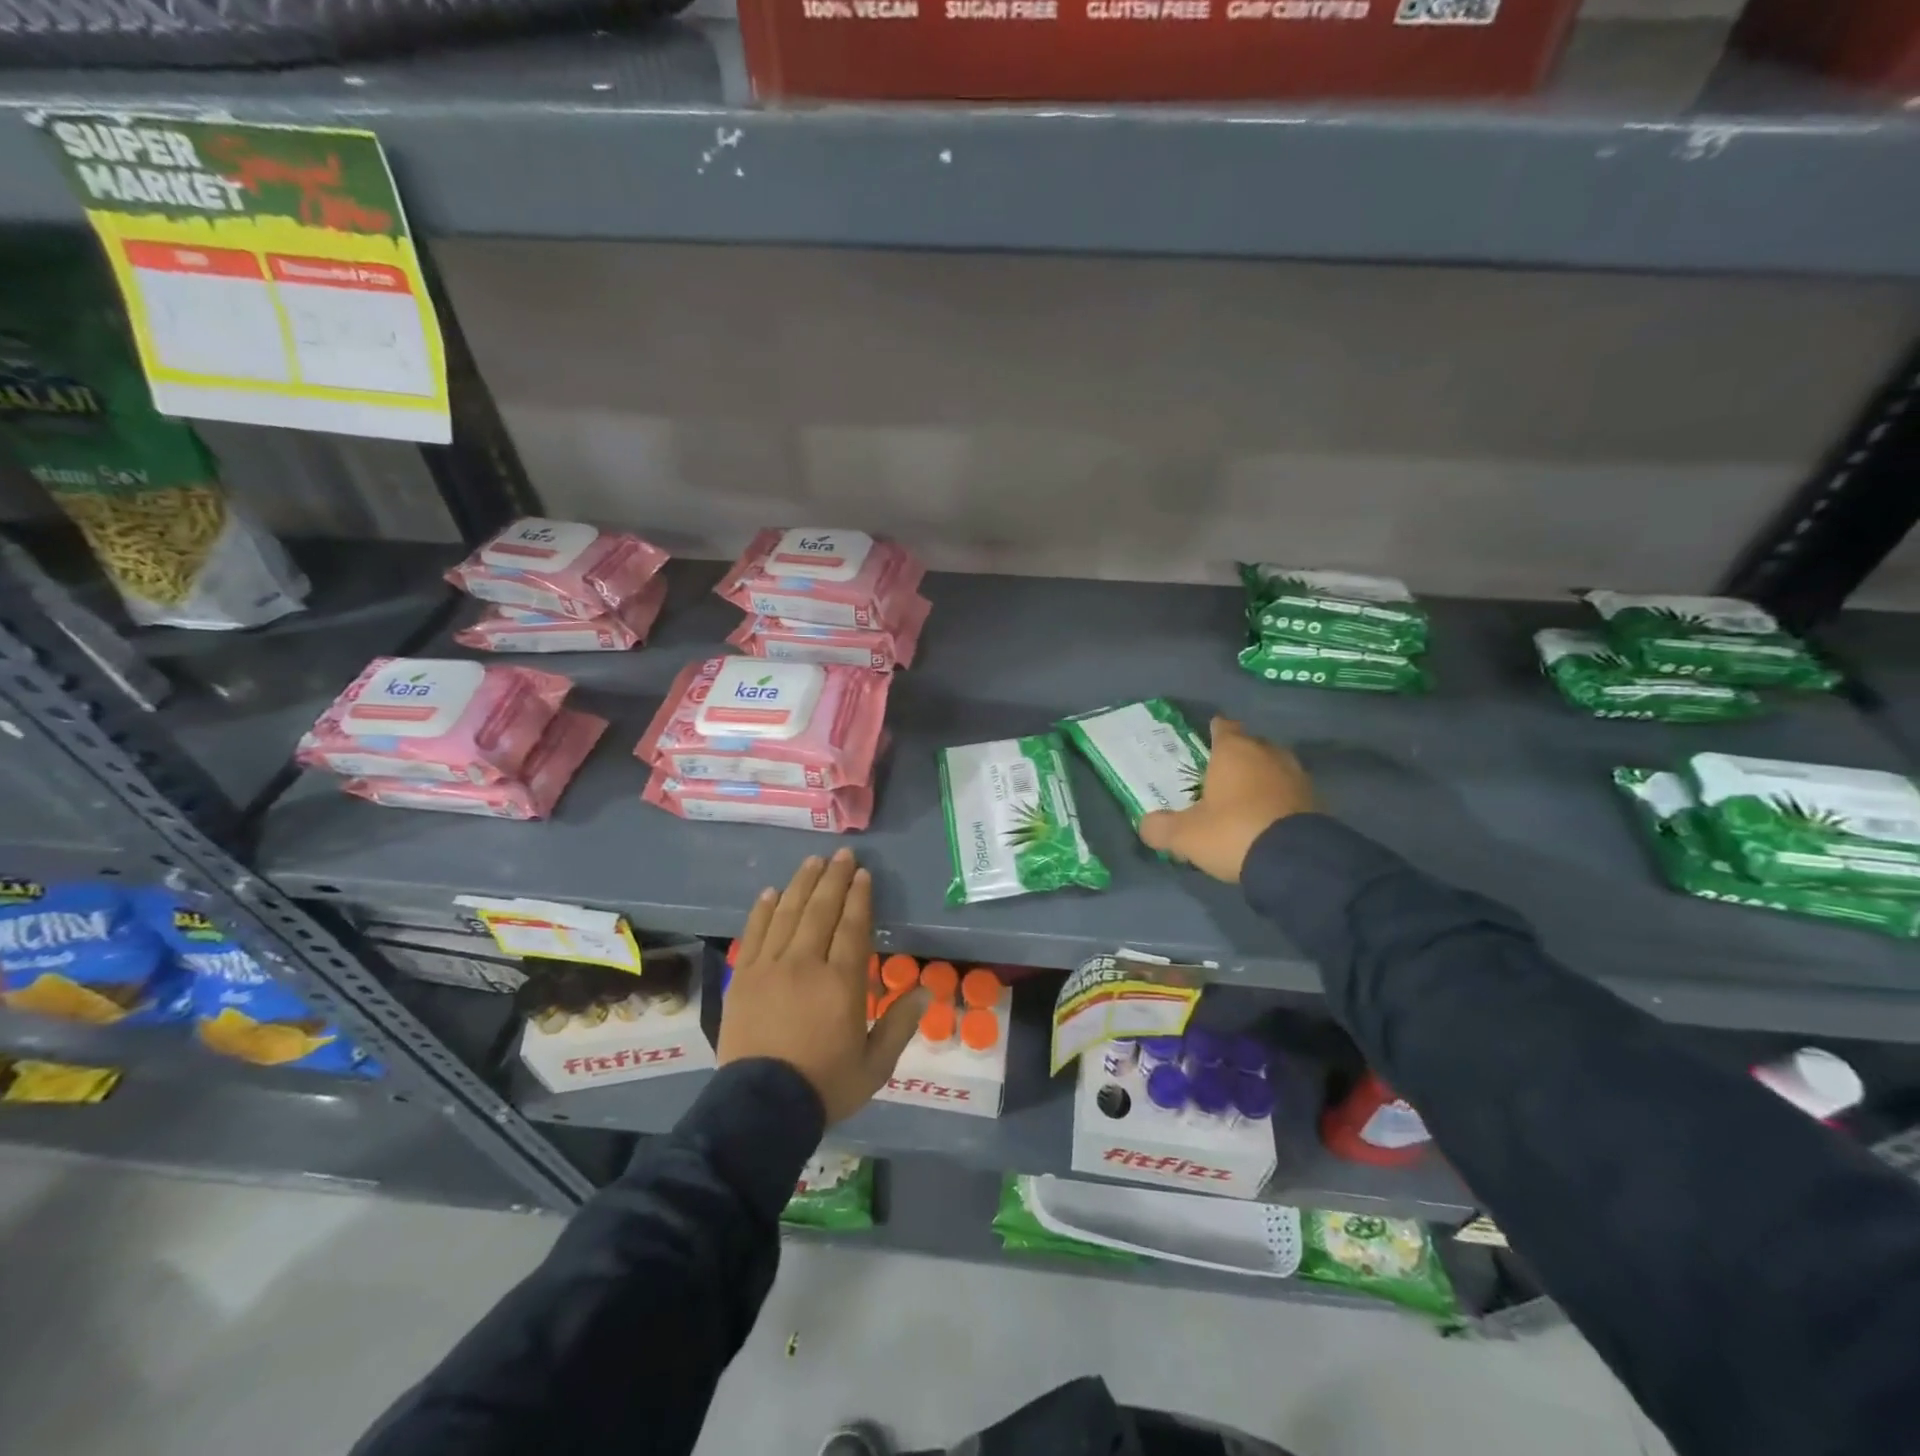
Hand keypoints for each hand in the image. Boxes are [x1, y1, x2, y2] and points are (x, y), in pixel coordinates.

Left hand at [718, 849, 924, 1124]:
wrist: (761, 1109)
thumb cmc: (825, 1086)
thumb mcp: (875, 1065)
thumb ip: (900, 1025)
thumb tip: (925, 991)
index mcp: (842, 982)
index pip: (853, 926)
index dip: (859, 897)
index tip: (863, 874)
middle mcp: (806, 964)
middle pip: (821, 910)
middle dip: (834, 878)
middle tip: (842, 855)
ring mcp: (770, 968)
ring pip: (788, 913)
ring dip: (802, 884)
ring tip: (812, 862)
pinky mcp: (744, 978)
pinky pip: (755, 933)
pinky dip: (763, 909)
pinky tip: (771, 892)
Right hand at [1138, 717, 1314, 882]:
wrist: (1296, 861)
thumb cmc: (1233, 833)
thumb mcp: (1185, 836)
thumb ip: (1160, 828)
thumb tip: (1146, 825)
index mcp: (1234, 751)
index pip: (1223, 727)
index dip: (1214, 731)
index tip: (1206, 738)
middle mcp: (1268, 754)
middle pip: (1251, 745)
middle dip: (1237, 756)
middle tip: (1219, 774)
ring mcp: (1296, 776)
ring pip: (1274, 767)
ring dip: (1261, 778)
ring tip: (1244, 797)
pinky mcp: (1317, 800)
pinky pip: (1290, 792)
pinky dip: (1279, 799)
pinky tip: (1268, 817)